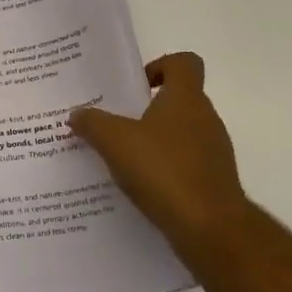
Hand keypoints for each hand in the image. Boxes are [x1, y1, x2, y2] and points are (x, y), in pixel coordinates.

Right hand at [70, 53, 252, 251]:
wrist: (210, 228)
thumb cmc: (164, 171)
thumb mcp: (115, 142)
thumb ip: (93, 123)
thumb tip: (77, 114)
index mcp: (186, 98)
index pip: (184, 63)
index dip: (161, 65)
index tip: (136, 87)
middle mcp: (205, 119)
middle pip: (179, 100)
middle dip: (146, 110)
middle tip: (114, 124)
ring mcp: (213, 151)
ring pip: (180, 135)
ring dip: (154, 142)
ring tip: (120, 160)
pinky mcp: (214, 181)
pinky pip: (185, 165)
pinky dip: (164, 170)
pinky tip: (139, 188)